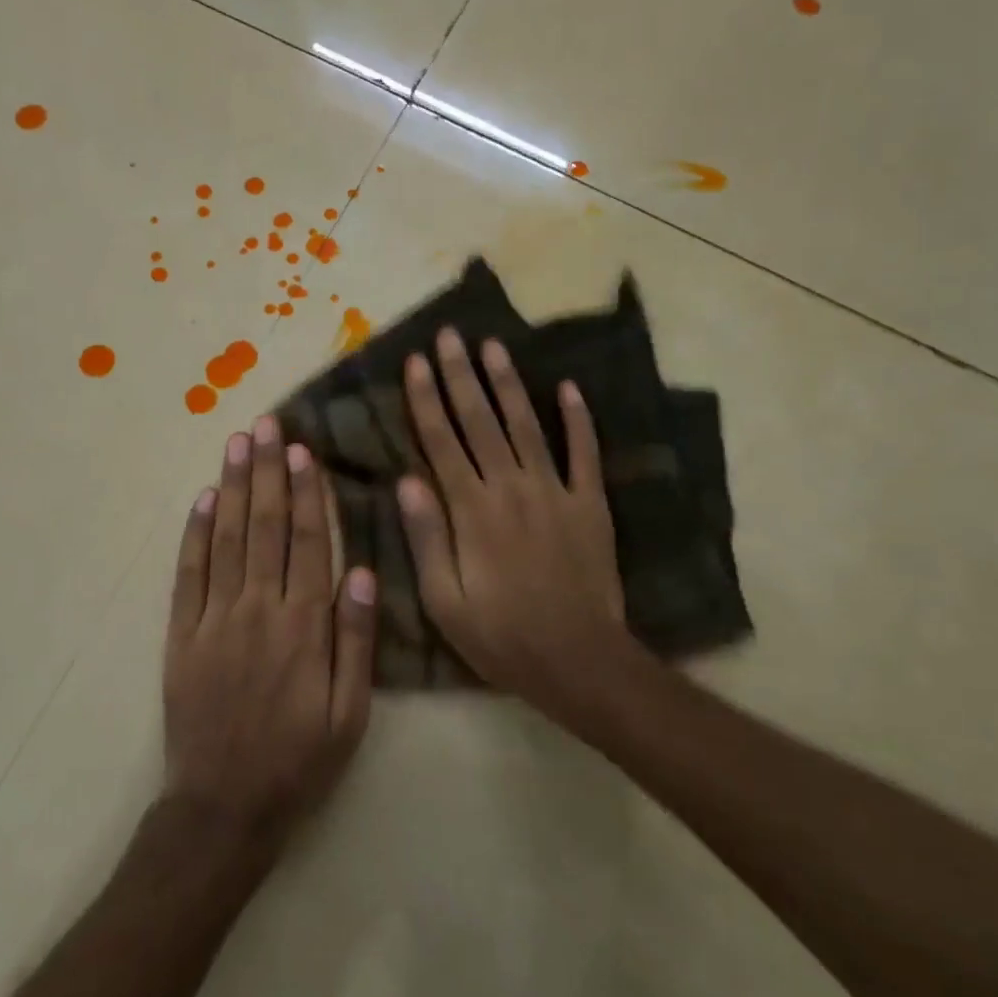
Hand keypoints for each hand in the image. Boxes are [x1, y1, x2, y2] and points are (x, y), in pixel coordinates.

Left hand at [163, 416, 377, 846]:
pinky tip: (201, 499)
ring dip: (231, 487)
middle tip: (267, 425)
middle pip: (263, 526)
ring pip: (224, 539)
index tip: (304, 450)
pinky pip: (187, 574)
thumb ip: (356, 639)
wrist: (224, 809)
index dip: (306, 492)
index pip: (307, 542)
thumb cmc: (299, 761)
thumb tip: (363, 570)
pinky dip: (193, 534)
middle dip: (266, 471)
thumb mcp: (351, 713)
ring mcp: (213, 620)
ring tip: (237, 443)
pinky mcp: (181, 635)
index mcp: (303, 626)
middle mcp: (257, 610)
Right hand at [398, 329, 629, 716]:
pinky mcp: (590, 503)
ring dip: (508, 383)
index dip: (426, 399)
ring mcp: (555, 491)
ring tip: (493, 346)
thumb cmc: (502, 637)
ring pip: (526, 425)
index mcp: (472, 511)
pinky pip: (584, 453)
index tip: (415, 362)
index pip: (441, 442)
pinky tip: (568, 387)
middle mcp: (511, 488)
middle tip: (449, 335)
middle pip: (480, 421)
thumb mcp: (445, 601)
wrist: (579, 661)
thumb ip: (426, 538)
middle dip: (461, 375)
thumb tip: (407, 480)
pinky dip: (577, 418)